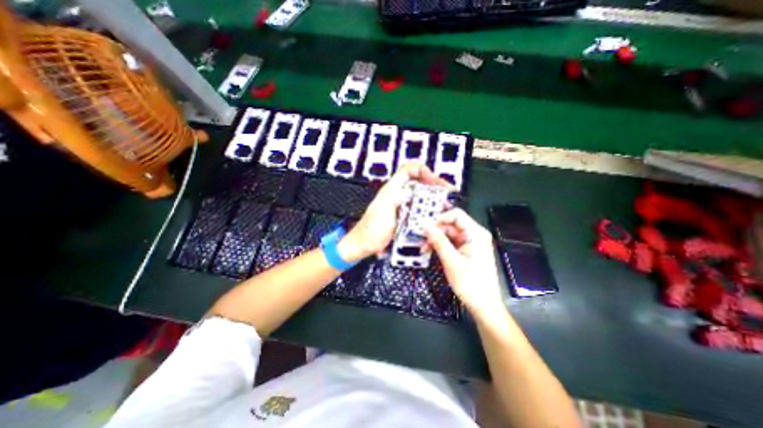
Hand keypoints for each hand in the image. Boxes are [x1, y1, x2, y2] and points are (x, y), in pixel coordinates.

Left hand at [339, 164, 447, 262]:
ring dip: (433, 198)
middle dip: (434, 185)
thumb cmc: (371, 228)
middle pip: (419, 182)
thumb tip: (413, 189)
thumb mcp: (384, 209)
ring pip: (421, 196)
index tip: (435, 182)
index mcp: (392, 189)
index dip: (423, 171)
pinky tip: (434, 216)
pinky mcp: (404, 217)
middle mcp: (398, 195)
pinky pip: (419, 209)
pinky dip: (428, 210)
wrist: (364, 244)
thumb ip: (397, 195)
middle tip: (447, 194)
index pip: (409, 170)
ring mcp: (401, 206)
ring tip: (444, 205)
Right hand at [424, 209, 505, 315]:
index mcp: (476, 233)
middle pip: (451, 224)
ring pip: (449, 234)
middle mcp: (474, 234)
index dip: (440, 219)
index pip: (456, 215)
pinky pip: (451, 242)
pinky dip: (441, 246)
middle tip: (422, 241)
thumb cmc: (470, 283)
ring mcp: (471, 243)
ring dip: (436, 239)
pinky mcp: (467, 251)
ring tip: (424, 249)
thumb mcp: (451, 260)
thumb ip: (438, 240)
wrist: (483, 306)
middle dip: (435, 231)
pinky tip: (431, 252)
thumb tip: (424, 223)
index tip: (426, 228)